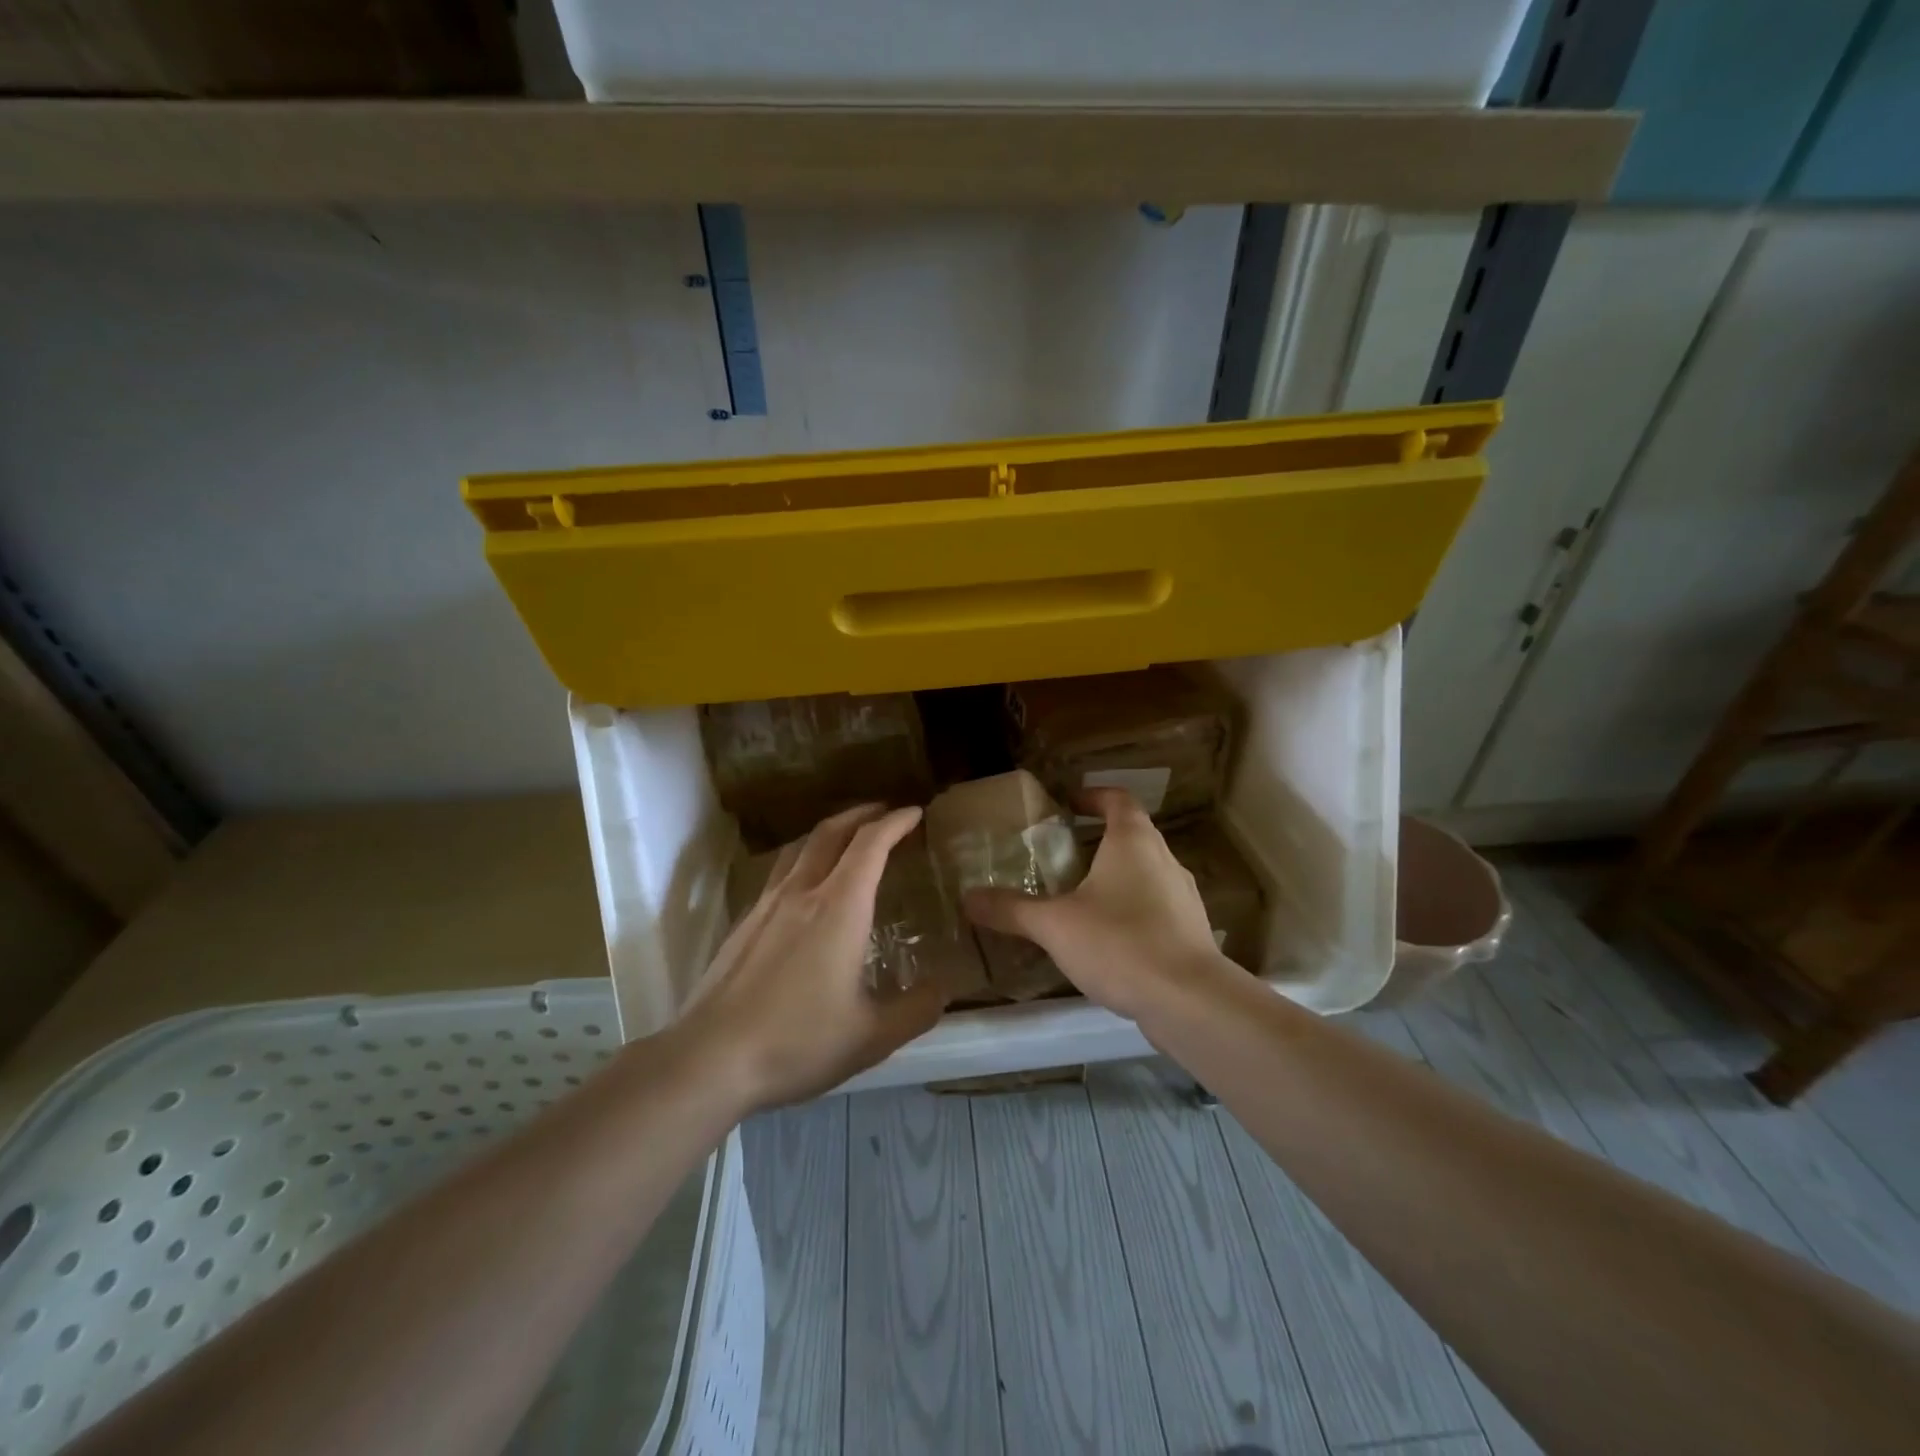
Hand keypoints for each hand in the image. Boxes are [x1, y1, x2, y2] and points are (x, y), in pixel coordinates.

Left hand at [678, 803, 946, 1110]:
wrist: (711, 1058)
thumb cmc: (797, 1042)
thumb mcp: (871, 1037)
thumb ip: (915, 1010)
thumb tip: (943, 989)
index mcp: (840, 908)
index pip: (871, 844)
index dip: (895, 822)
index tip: (914, 812)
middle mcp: (802, 893)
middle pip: (832, 832)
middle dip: (862, 814)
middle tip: (884, 812)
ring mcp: (767, 904)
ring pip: (800, 847)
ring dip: (829, 831)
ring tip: (846, 837)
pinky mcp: (744, 922)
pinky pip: (779, 871)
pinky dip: (803, 858)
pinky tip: (804, 884)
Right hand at [962, 787, 1228, 1021]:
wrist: (1190, 1001)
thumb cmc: (1120, 943)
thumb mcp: (1055, 925)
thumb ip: (1011, 909)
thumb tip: (967, 897)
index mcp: (1133, 841)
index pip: (1118, 799)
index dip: (1092, 797)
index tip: (1068, 805)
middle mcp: (1164, 859)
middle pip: (1132, 835)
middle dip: (1098, 840)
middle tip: (1061, 855)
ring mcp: (1183, 896)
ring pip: (1145, 872)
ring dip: (1116, 876)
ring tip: (1080, 897)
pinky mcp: (1192, 931)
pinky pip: (1156, 906)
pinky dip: (1131, 909)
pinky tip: (1108, 938)